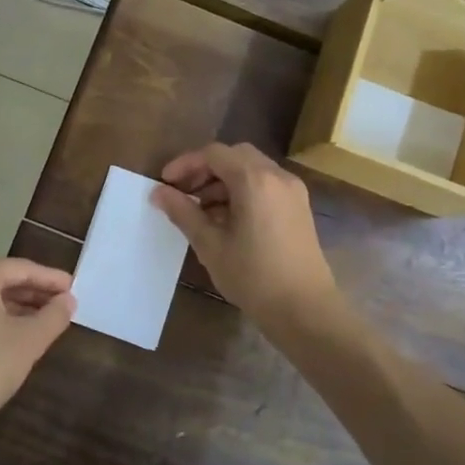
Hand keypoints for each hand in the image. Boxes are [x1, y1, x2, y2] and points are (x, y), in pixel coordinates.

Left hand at [0, 257, 74, 440]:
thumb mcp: (28, 341)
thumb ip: (53, 316)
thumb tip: (68, 300)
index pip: (22, 269)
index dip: (51, 280)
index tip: (74, 287)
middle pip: (1, 279)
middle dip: (33, 293)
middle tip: (63, 304)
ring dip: (15, 306)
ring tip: (44, 320)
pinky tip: (14, 333)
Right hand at [152, 143, 338, 330]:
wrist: (306, 310)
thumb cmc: (253, 277)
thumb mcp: (210, 245)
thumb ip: (183, 213)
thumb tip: (158, 193)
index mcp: (254, 180)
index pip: (214, 154)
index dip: (185, 164)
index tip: (165, 183)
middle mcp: (277, 176)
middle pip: (235, 156)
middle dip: (205, 170)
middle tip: (183, 193)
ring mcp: (293, 191)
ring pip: (252, 170)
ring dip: (223, 182)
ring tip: (201, 211)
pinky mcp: (299, 208)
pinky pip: (266, 185)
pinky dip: (243, 191)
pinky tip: (227, 220)